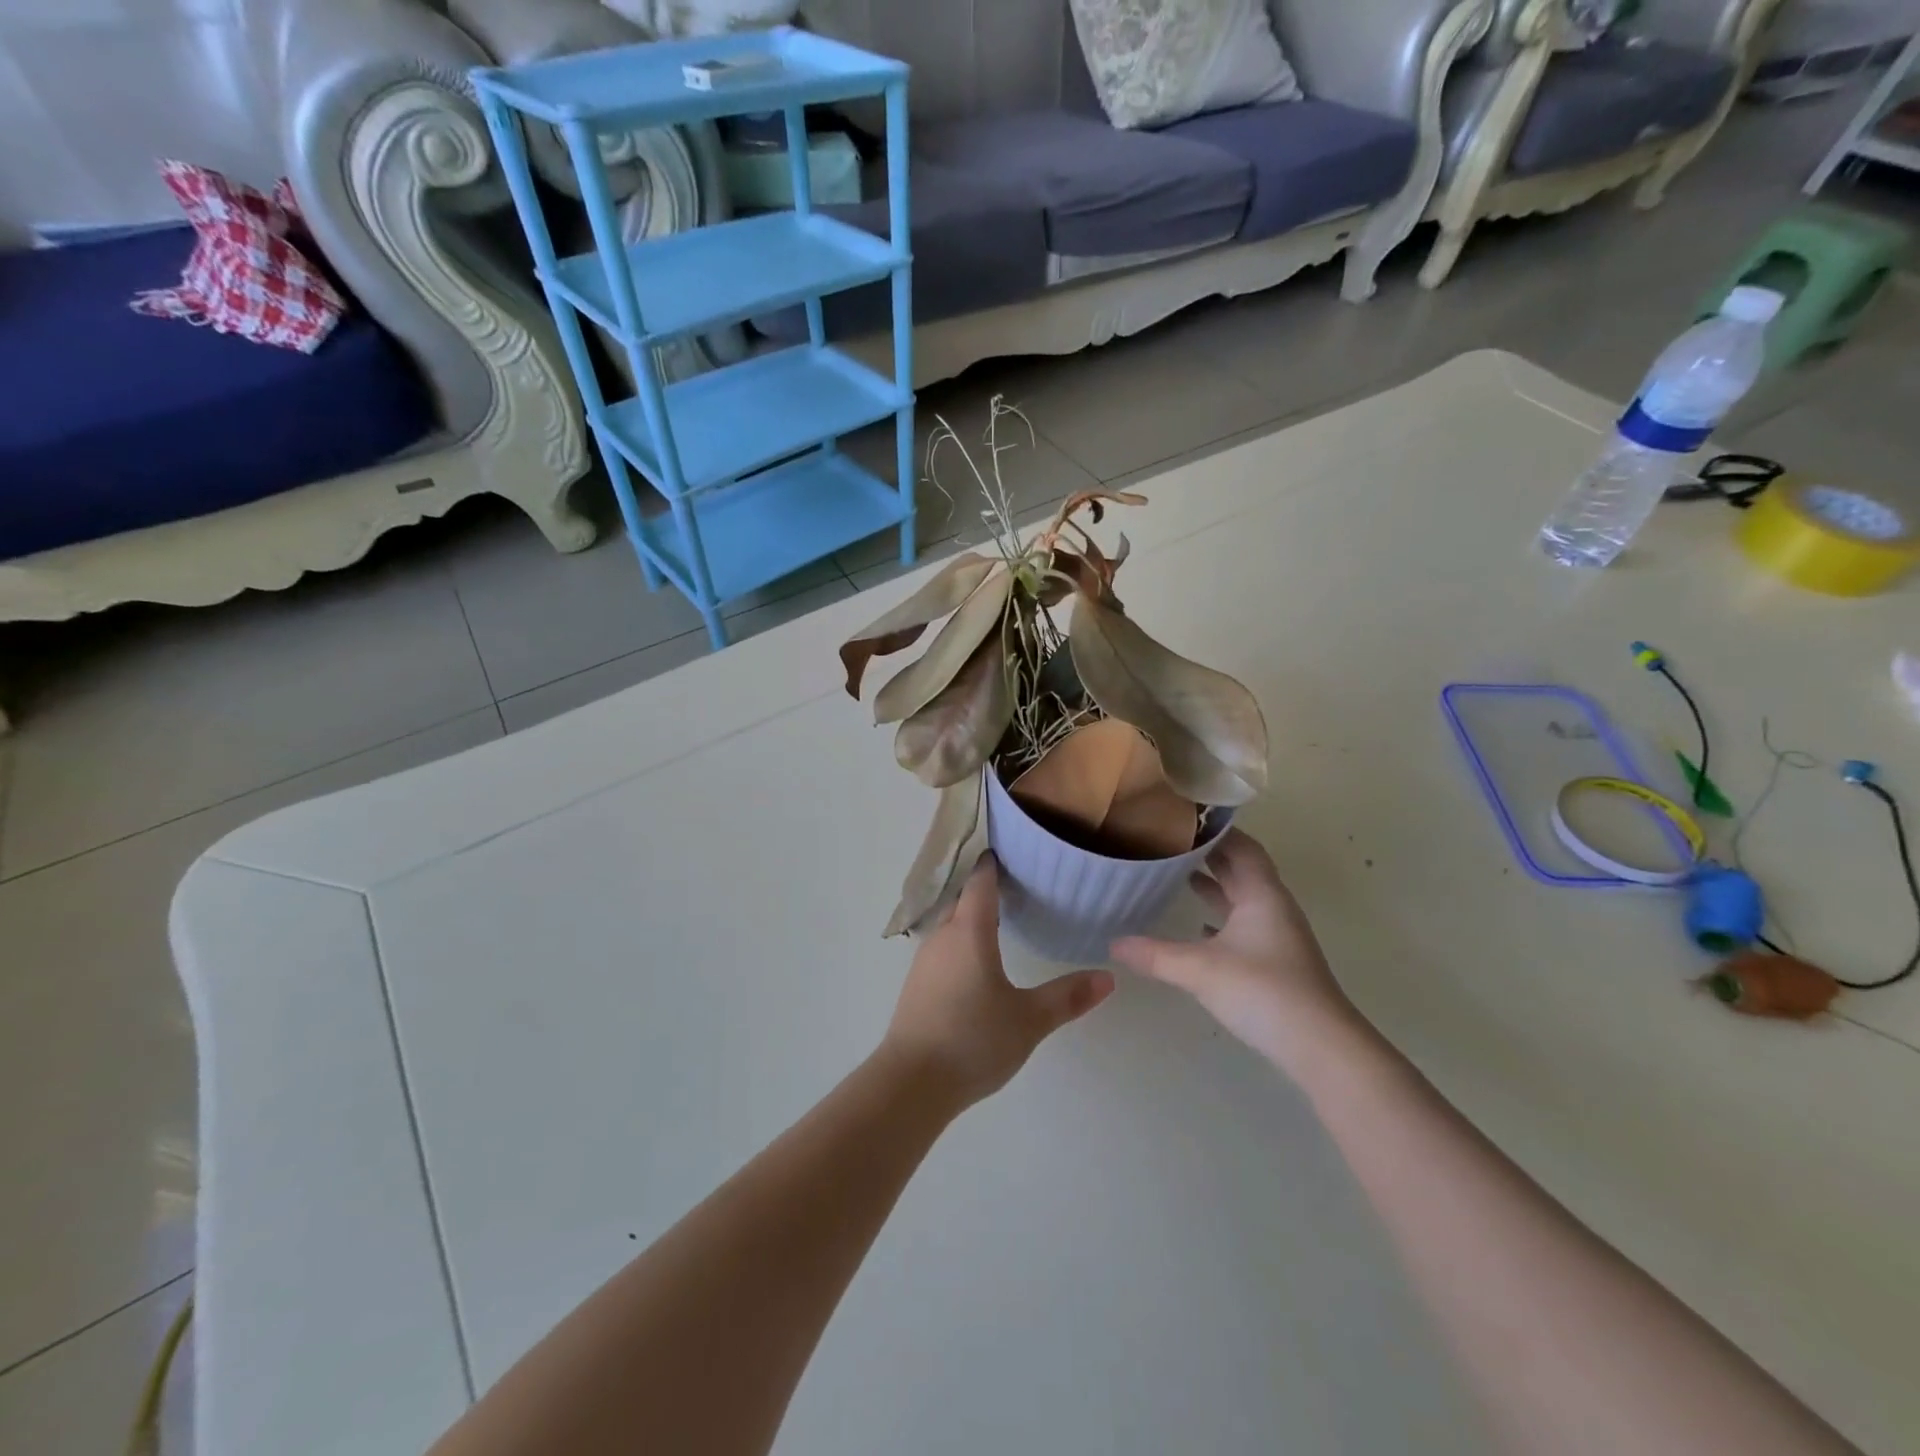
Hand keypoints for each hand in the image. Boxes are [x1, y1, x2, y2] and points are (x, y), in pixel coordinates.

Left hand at [882, 856, 1113, 1110]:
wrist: (911, 1083)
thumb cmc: (973, 1039)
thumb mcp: (1028, 1020)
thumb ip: (1067, 997)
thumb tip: (1108, 977)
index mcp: (968, 932)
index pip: (980, 882)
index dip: (994, 864)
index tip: (1010, 850)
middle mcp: (942, 937)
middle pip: (962, 900)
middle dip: (984, 890)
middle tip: (1016, 886)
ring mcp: (925, 962)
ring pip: (950, 925)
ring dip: (970, 918)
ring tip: (999, 920)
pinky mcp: (917, 986)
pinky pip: (942, 949)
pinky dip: (960, 942)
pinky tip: (976, 963)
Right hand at [1110, 829, 1363, 1074]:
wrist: (1321, 1047)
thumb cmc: (1264, 991)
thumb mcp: (1201, 969)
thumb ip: (1155, 954)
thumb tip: (1112, 942)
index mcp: (1262, 894)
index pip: (1240, 846)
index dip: (1214, 830)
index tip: (1179, 818)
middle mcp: (1272, 906)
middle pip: (1240, 868)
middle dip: (1207, 853)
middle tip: (1167, 841)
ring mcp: (1275, 934)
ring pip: (1241, 897)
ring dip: (1213, 884)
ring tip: (1175, 874)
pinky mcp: (1273, 960)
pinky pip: (1241, 924)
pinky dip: (1218, 917)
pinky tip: (1196, 926)